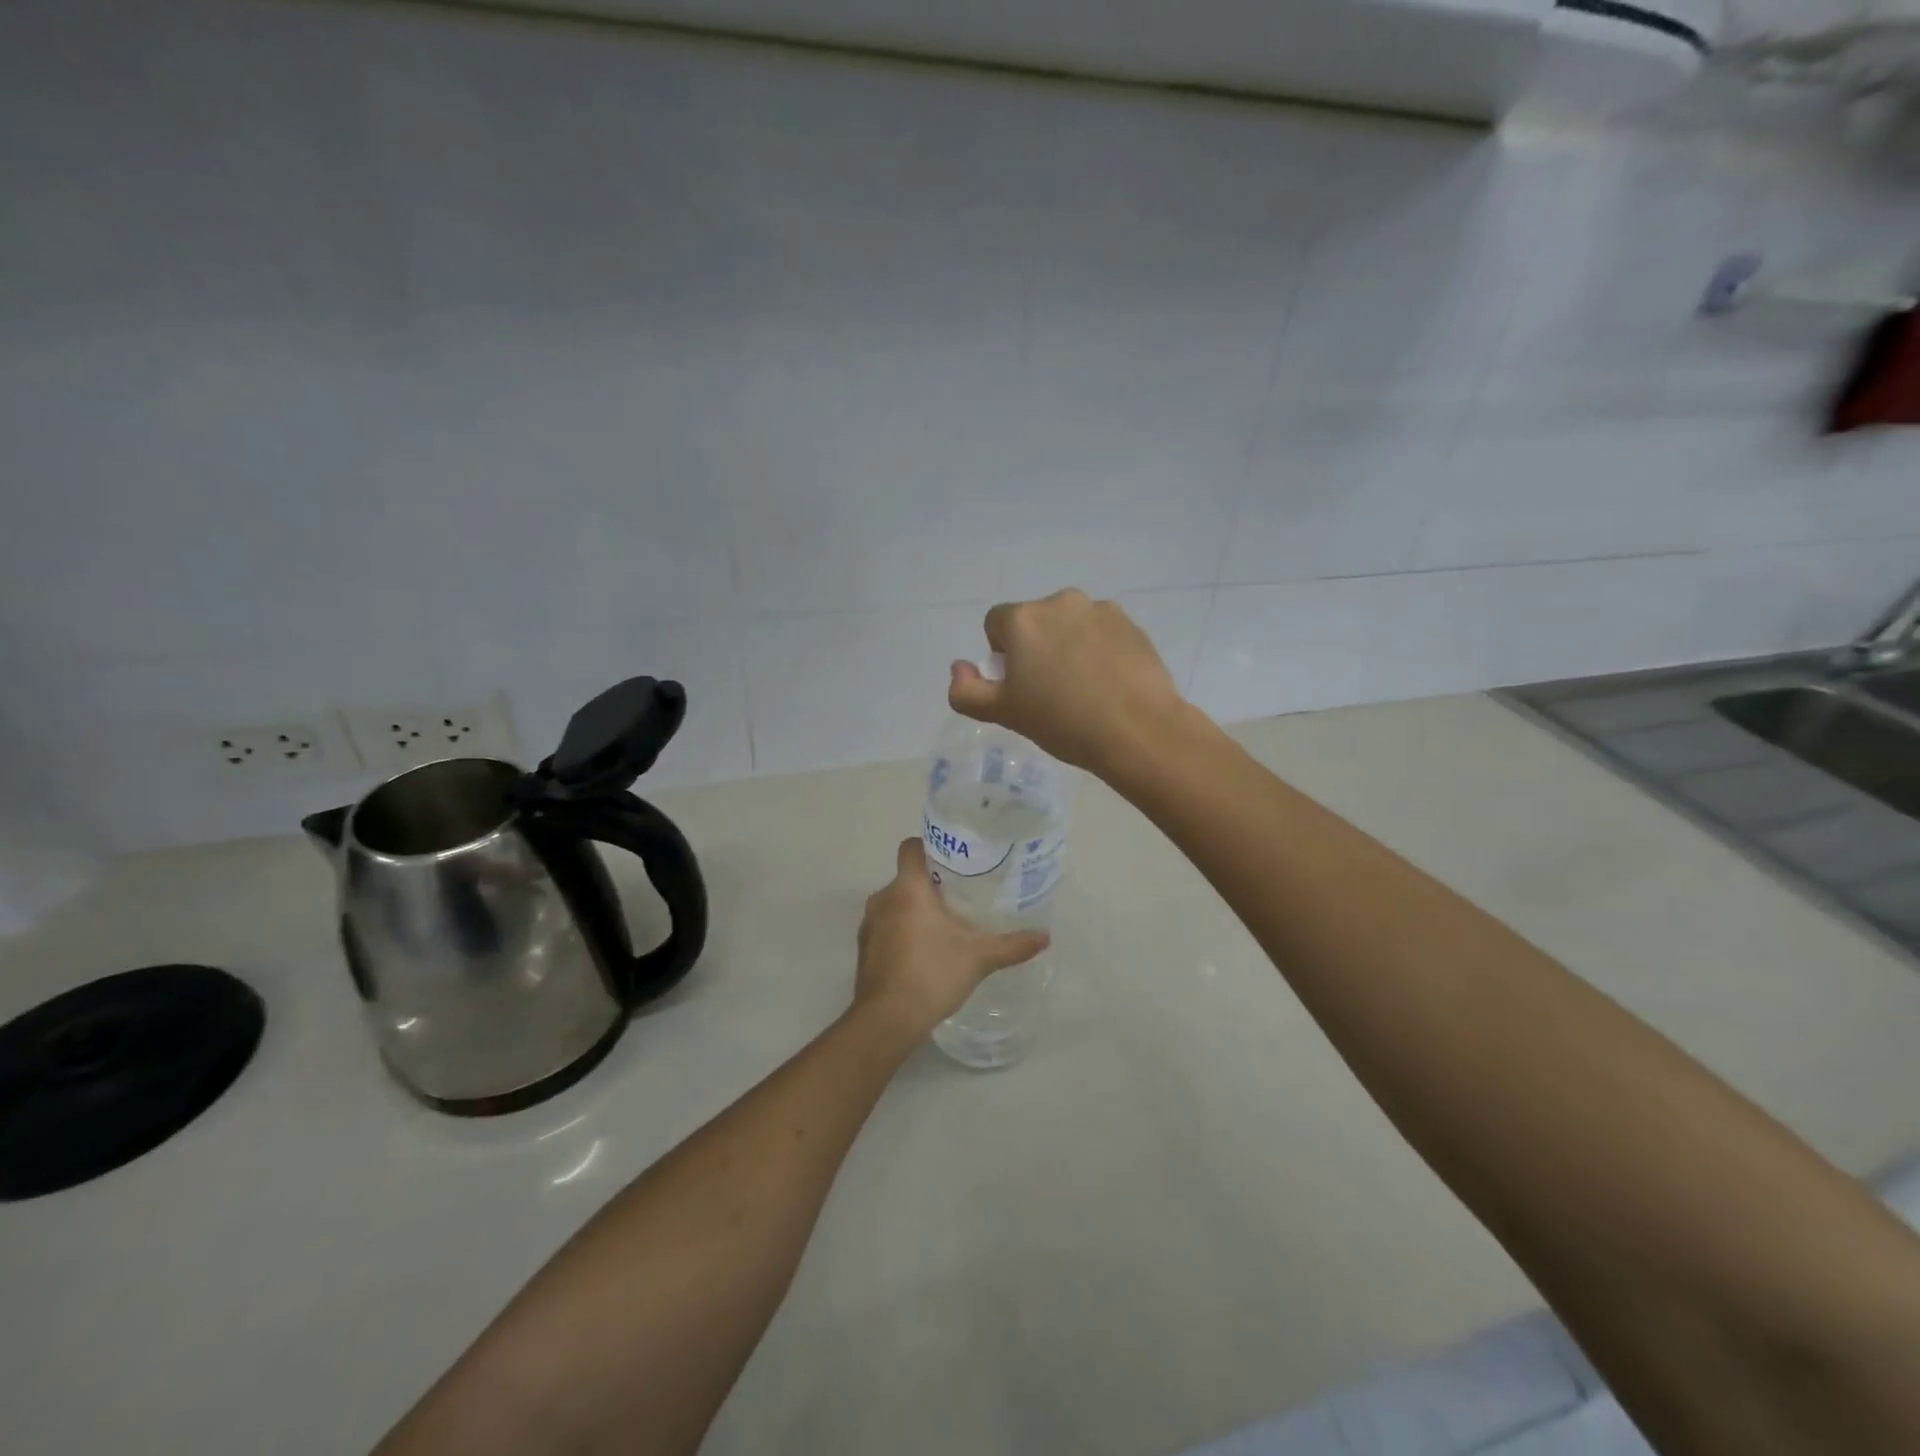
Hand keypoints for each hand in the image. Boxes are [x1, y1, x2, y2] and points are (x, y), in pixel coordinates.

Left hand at [855, 838, 1048, 1038]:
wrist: (887, 1019)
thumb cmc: (932, 974)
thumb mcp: (979, 957)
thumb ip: (1012, 945)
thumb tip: (1045, 937)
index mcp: (907, 888)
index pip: (911, 847)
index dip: (930, 847)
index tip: (953, 860)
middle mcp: (883, 898)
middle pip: (906, 877)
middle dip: (930, 884)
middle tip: (960, 896)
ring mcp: (869, 924)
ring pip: (895, 903)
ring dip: (914, 910)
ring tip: (944, 924)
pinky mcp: (864, 948)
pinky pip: (885, 927)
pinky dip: (901, 931)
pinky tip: (924, 951)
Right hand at [948, 588, 1186, 776]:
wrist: (1138, 730)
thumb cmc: (1063, 722)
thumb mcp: (1004, 714)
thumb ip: (967, 691)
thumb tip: (959, 669)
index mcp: (1023, 619)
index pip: (996, 624)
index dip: (1002, 656)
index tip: (1020, 686)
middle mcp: (1060, 602)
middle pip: (1035, 622)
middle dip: (1036, 648)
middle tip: (1050, 691)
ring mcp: (1100, 610)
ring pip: (1070, 625)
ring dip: (1068, 646)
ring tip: (1084, 688)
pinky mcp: (1131, 624)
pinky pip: (1102, 632)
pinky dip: (1100, 649)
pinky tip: (1110, 682)